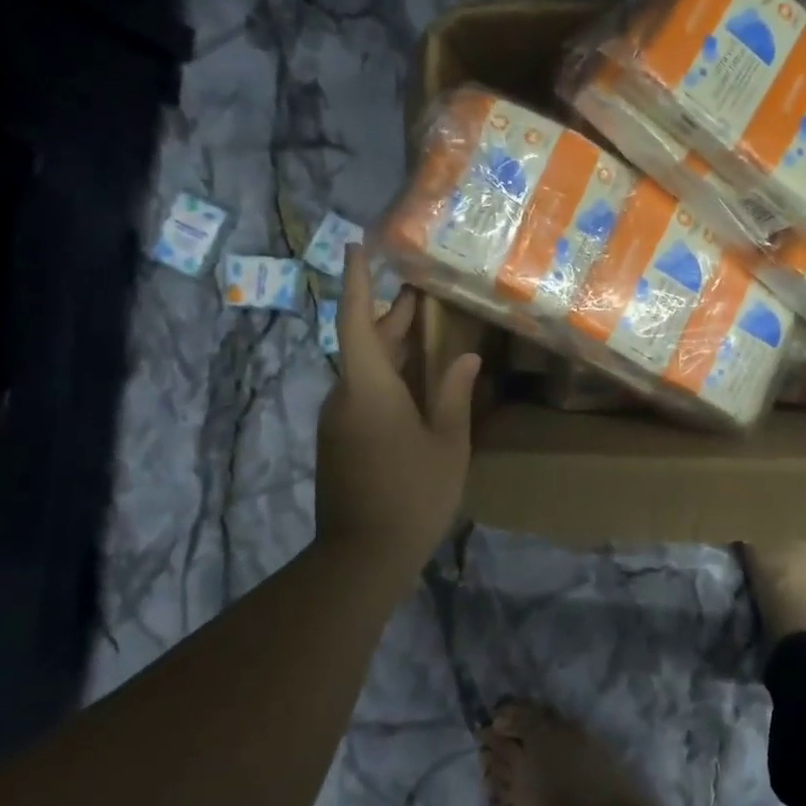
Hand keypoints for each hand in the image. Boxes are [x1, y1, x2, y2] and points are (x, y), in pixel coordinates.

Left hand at [315, 246, 481, 558]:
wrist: (361, 558)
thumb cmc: (411, 494)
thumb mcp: (447, 443)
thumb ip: (453, 395)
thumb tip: (466, 358)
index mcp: (368, 388)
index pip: (357, 322)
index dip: (358, 282)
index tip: (356, 247)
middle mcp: (345, 396)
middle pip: (365, 343)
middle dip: (393, 317)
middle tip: (426, 295)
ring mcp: (339, 421)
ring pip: (365, 370)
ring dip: (393, 350)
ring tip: (430, 335)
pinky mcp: (340, 441)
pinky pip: (364, 395)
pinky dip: (390, 379)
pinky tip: (420, 386)